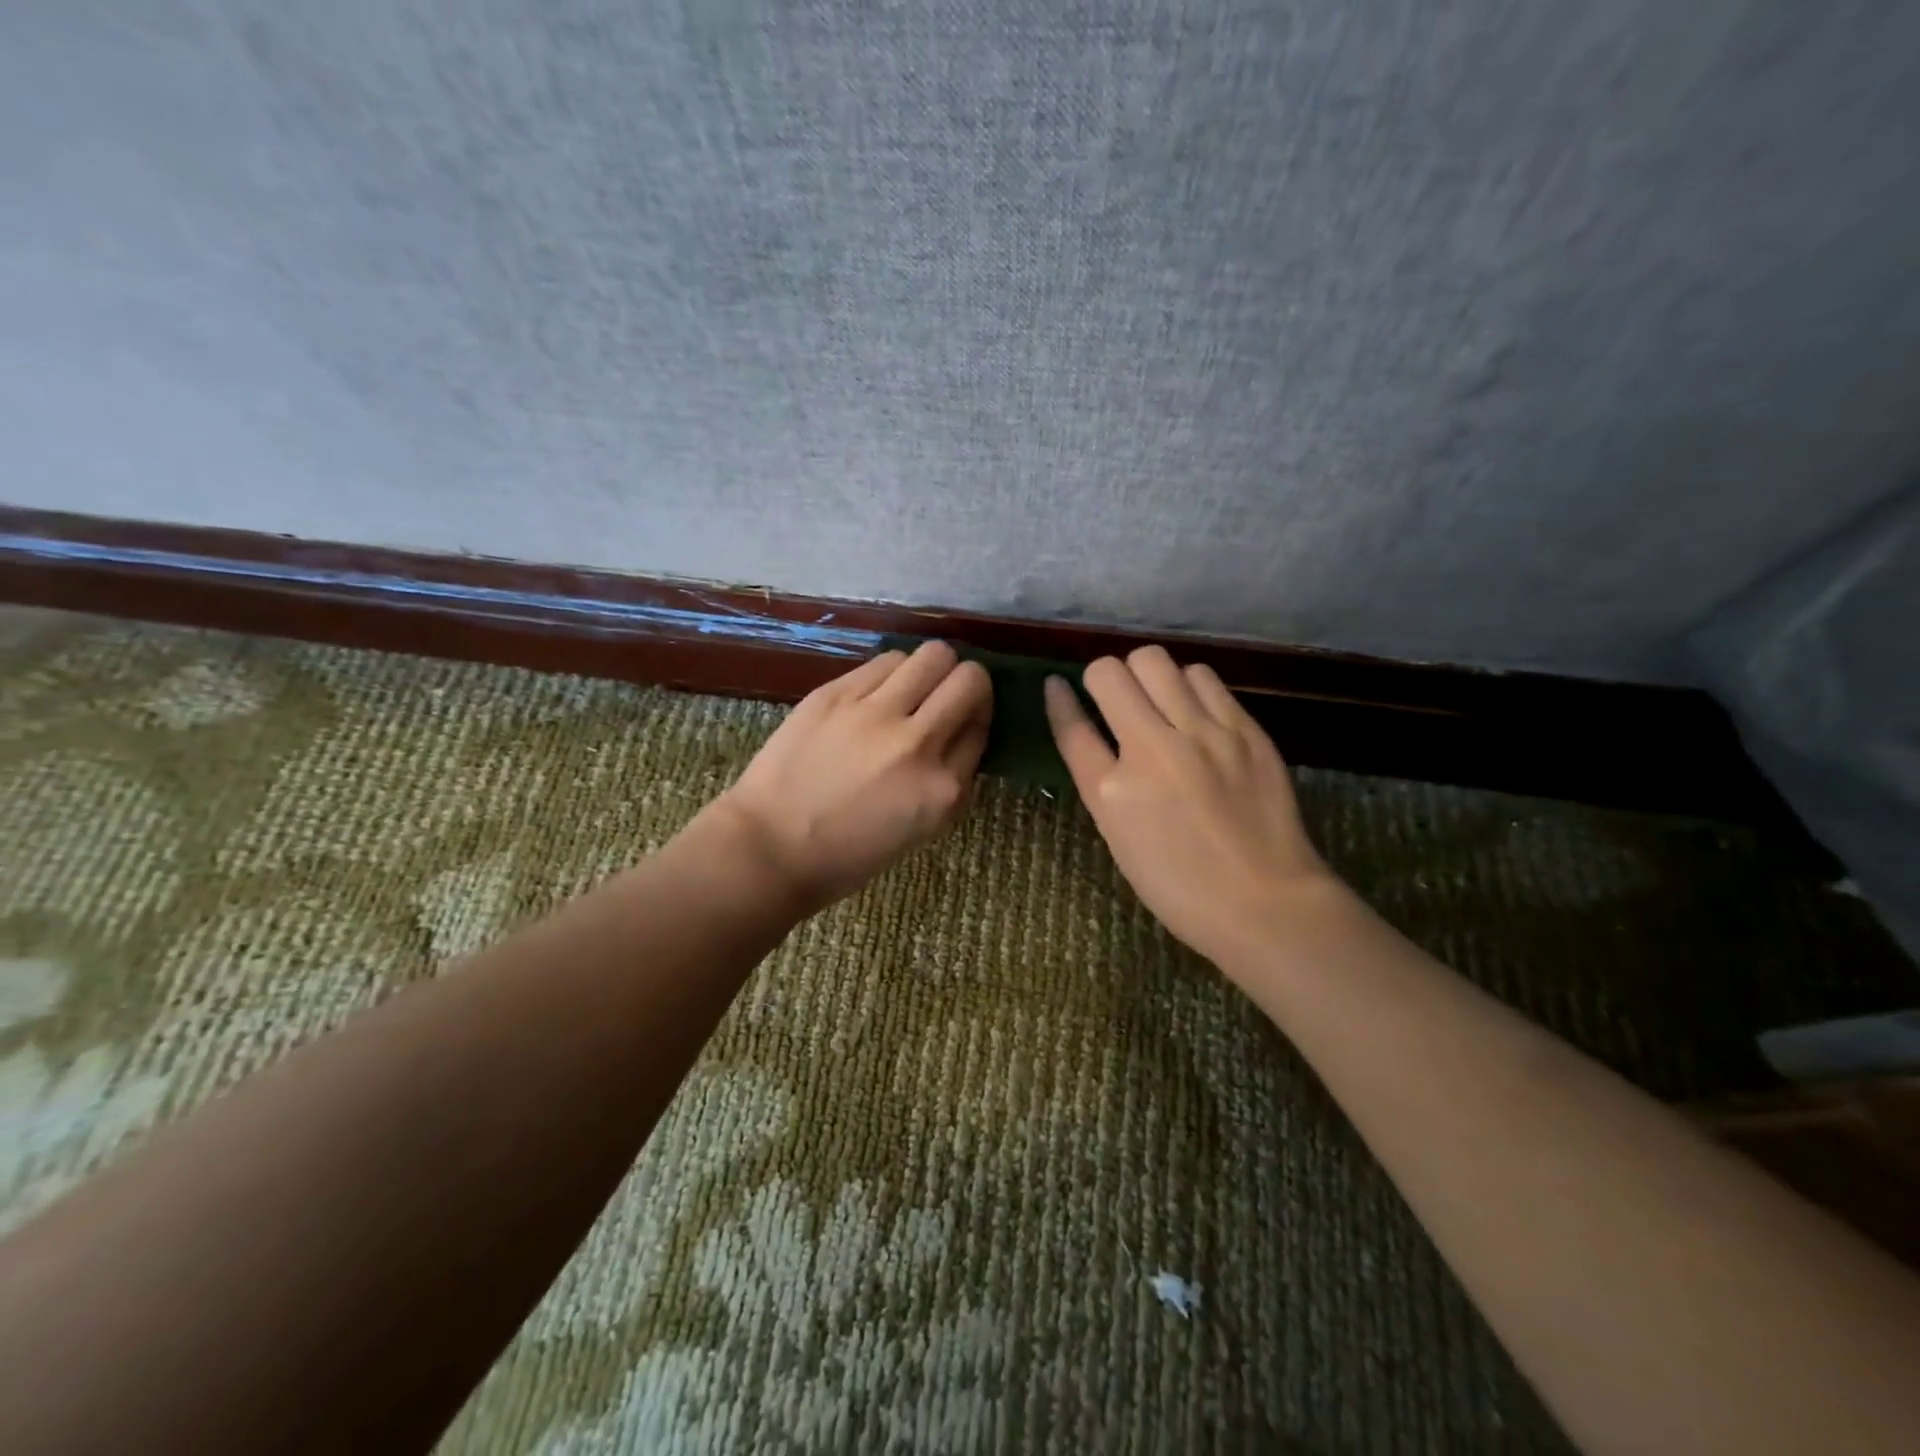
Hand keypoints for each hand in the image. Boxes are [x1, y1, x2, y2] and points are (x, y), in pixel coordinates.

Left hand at [709, 641, 991, 910]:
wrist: (770, 847)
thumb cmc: (847, 856)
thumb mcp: (920, 830)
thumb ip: (949, 781)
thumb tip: (960, 737)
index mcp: (943, 790)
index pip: (982, 729)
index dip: (976, 722)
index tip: (961, 726)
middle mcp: (918, 743)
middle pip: (970, 679)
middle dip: (968, 684)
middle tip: (948, 697)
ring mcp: (875, 714)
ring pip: (932, 656)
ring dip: (931, 670)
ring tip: (911, 690)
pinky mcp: (837, 694)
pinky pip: (886, 662)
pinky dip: (893, 672)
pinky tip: (877, 693)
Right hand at [1045, 646, 1336, 966]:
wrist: (1266, 902)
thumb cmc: (1181, 886)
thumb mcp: (1120, 838)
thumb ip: (1102, 781)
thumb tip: (1095, 735)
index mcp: (1112, 792)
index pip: (1072, 726)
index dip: (1058, 699)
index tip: (1055, 684)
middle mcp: (1153, 751)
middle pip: (1110, 673)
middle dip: (1103, 677)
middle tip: (1115, 697)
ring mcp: (1204, 734)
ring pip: (1157, 662)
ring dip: (1146, 676)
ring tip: (1158, 699)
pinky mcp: (1244, 729)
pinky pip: (1204, 678)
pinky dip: (1188, 684)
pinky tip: (1194, 708)